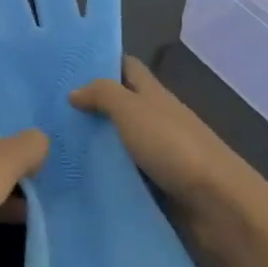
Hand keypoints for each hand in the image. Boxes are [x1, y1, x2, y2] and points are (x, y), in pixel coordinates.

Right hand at [71, 55, 267, 262]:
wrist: (218, 205)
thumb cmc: (174, 147)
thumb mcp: (132, 110)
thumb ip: (103, 95)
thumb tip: (74, 92)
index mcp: (154, 94)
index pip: (127, 67)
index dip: (102, 61)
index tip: (67, 67)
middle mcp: (156, 119)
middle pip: (120, 105)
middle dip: (89, 105)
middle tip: (49, 110)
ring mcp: (158, 153)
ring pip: (119, 140)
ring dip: (93, 142)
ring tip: (54, 144)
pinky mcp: (157, 185)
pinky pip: (124, 172)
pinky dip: (104, 172)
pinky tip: (76, 175)